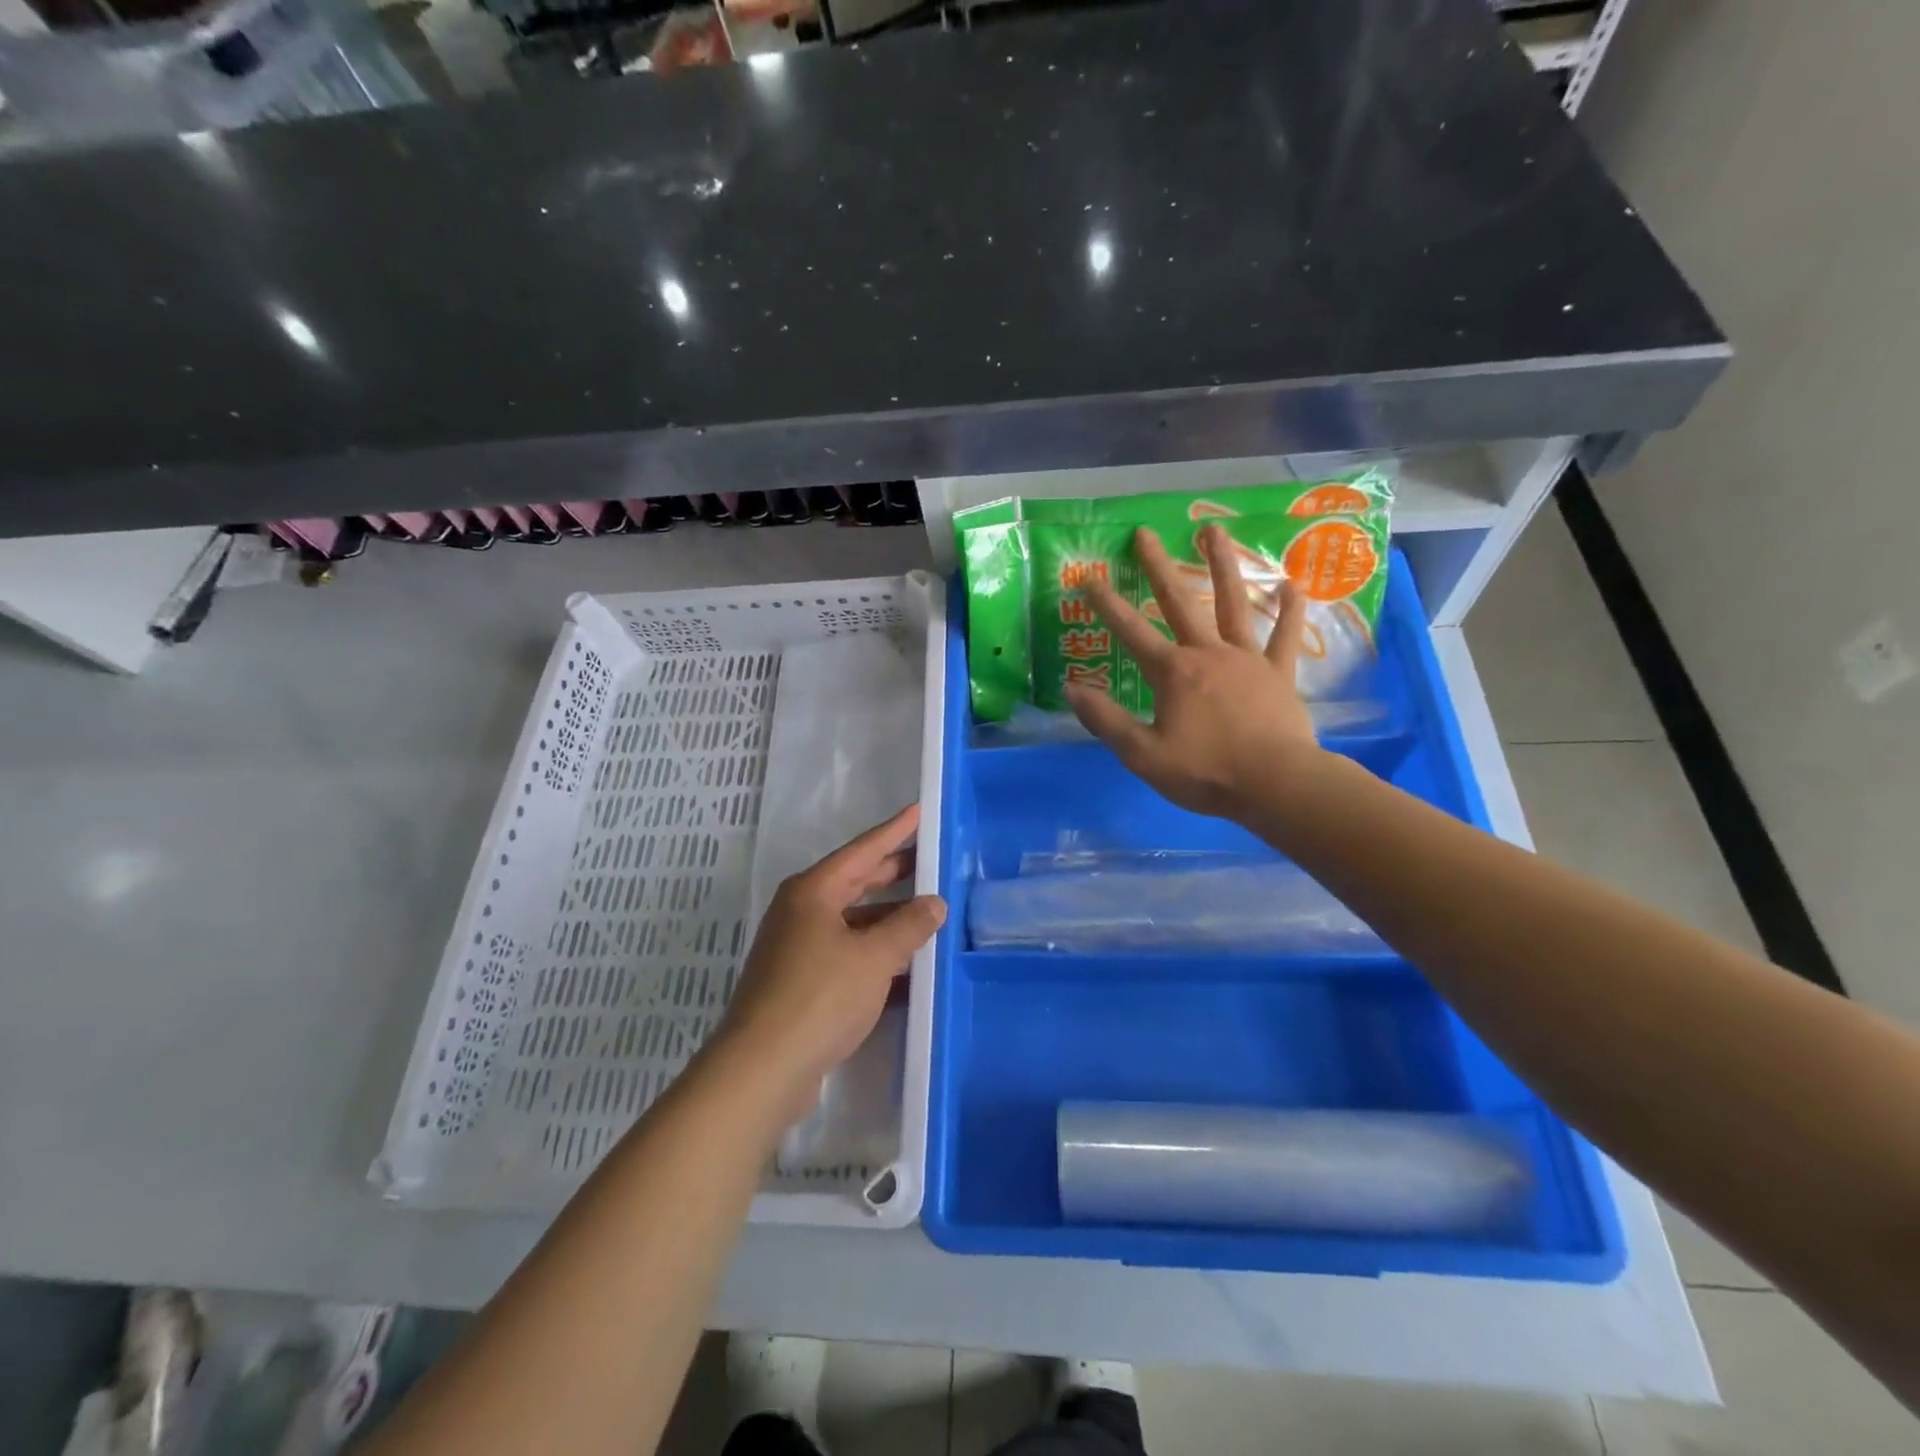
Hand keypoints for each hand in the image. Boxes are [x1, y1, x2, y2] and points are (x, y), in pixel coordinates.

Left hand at [714, 805, 945, 1116]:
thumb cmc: (820, 997)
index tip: (920, 811)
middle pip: (856, 882)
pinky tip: (906, 963)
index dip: (895, 831)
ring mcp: (798, 947)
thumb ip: (909, 926)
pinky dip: (875, 953)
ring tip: (928, 912)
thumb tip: (934, 904)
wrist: (763, 1068)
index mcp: (813, 891)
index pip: (863, 850)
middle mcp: (802, 911)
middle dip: (894, 872)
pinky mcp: (800, 982)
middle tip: (931, 859)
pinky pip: (847, 953)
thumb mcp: (874, 957)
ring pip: (853, 921)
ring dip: (888, 918)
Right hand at [1065, 524, 1322, 821]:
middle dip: (1158, 567)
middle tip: (1144, 533)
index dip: (1107, 605)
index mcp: (1172, 672)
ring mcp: (1246, 659)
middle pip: (1178, 602)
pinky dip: (1289, 611)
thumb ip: (1106, 720)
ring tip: (1213, 531)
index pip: (1131, 631)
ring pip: (1232, 604)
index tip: (1089, 577)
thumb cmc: (1205, 772)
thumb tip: (1071, 688)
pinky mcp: (1278, 673)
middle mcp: (1207, 653)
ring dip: (1221, 566)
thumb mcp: (1142, 754)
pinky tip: (1292, 585)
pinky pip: (1285, 636)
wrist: (1275, 785)